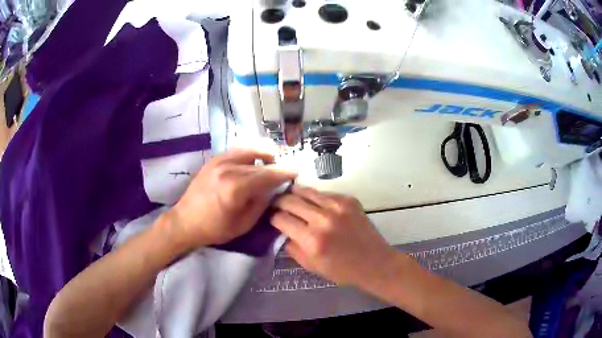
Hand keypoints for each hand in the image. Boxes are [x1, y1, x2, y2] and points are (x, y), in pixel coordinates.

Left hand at [168, 149, 296, 250]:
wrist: (186, 221)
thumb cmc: (215, 228)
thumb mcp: (244, 223)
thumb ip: (261, 203)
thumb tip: (272, 189)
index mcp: (237, 187)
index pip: (268, 175)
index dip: (284, 173)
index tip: (296, 172)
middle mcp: (229, 168)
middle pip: (260, 162)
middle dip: (275, 166)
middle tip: (284, 171)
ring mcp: (219, 161)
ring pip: (249, 150)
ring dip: (262, 154)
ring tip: (270, 162)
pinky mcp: (213, 160)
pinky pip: (236, 151)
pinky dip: (248, 153)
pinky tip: (252, 162)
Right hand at [272, 186, 395, 285]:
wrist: (374, 262)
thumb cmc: (342, 270)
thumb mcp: (311, 266)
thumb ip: (292, 247)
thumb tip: (282, 230)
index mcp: (311, 240)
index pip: (281, 219)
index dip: (273, 217)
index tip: (272, 218)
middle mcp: (322, 219)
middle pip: (290, 200)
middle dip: (279, 201)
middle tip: (276, 204)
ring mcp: (337, 206)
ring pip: (307, 191)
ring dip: (295, 194)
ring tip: (291, 197)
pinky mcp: (349, 200)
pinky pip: (324, 193)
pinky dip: (315, 197)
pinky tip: (315, 203)